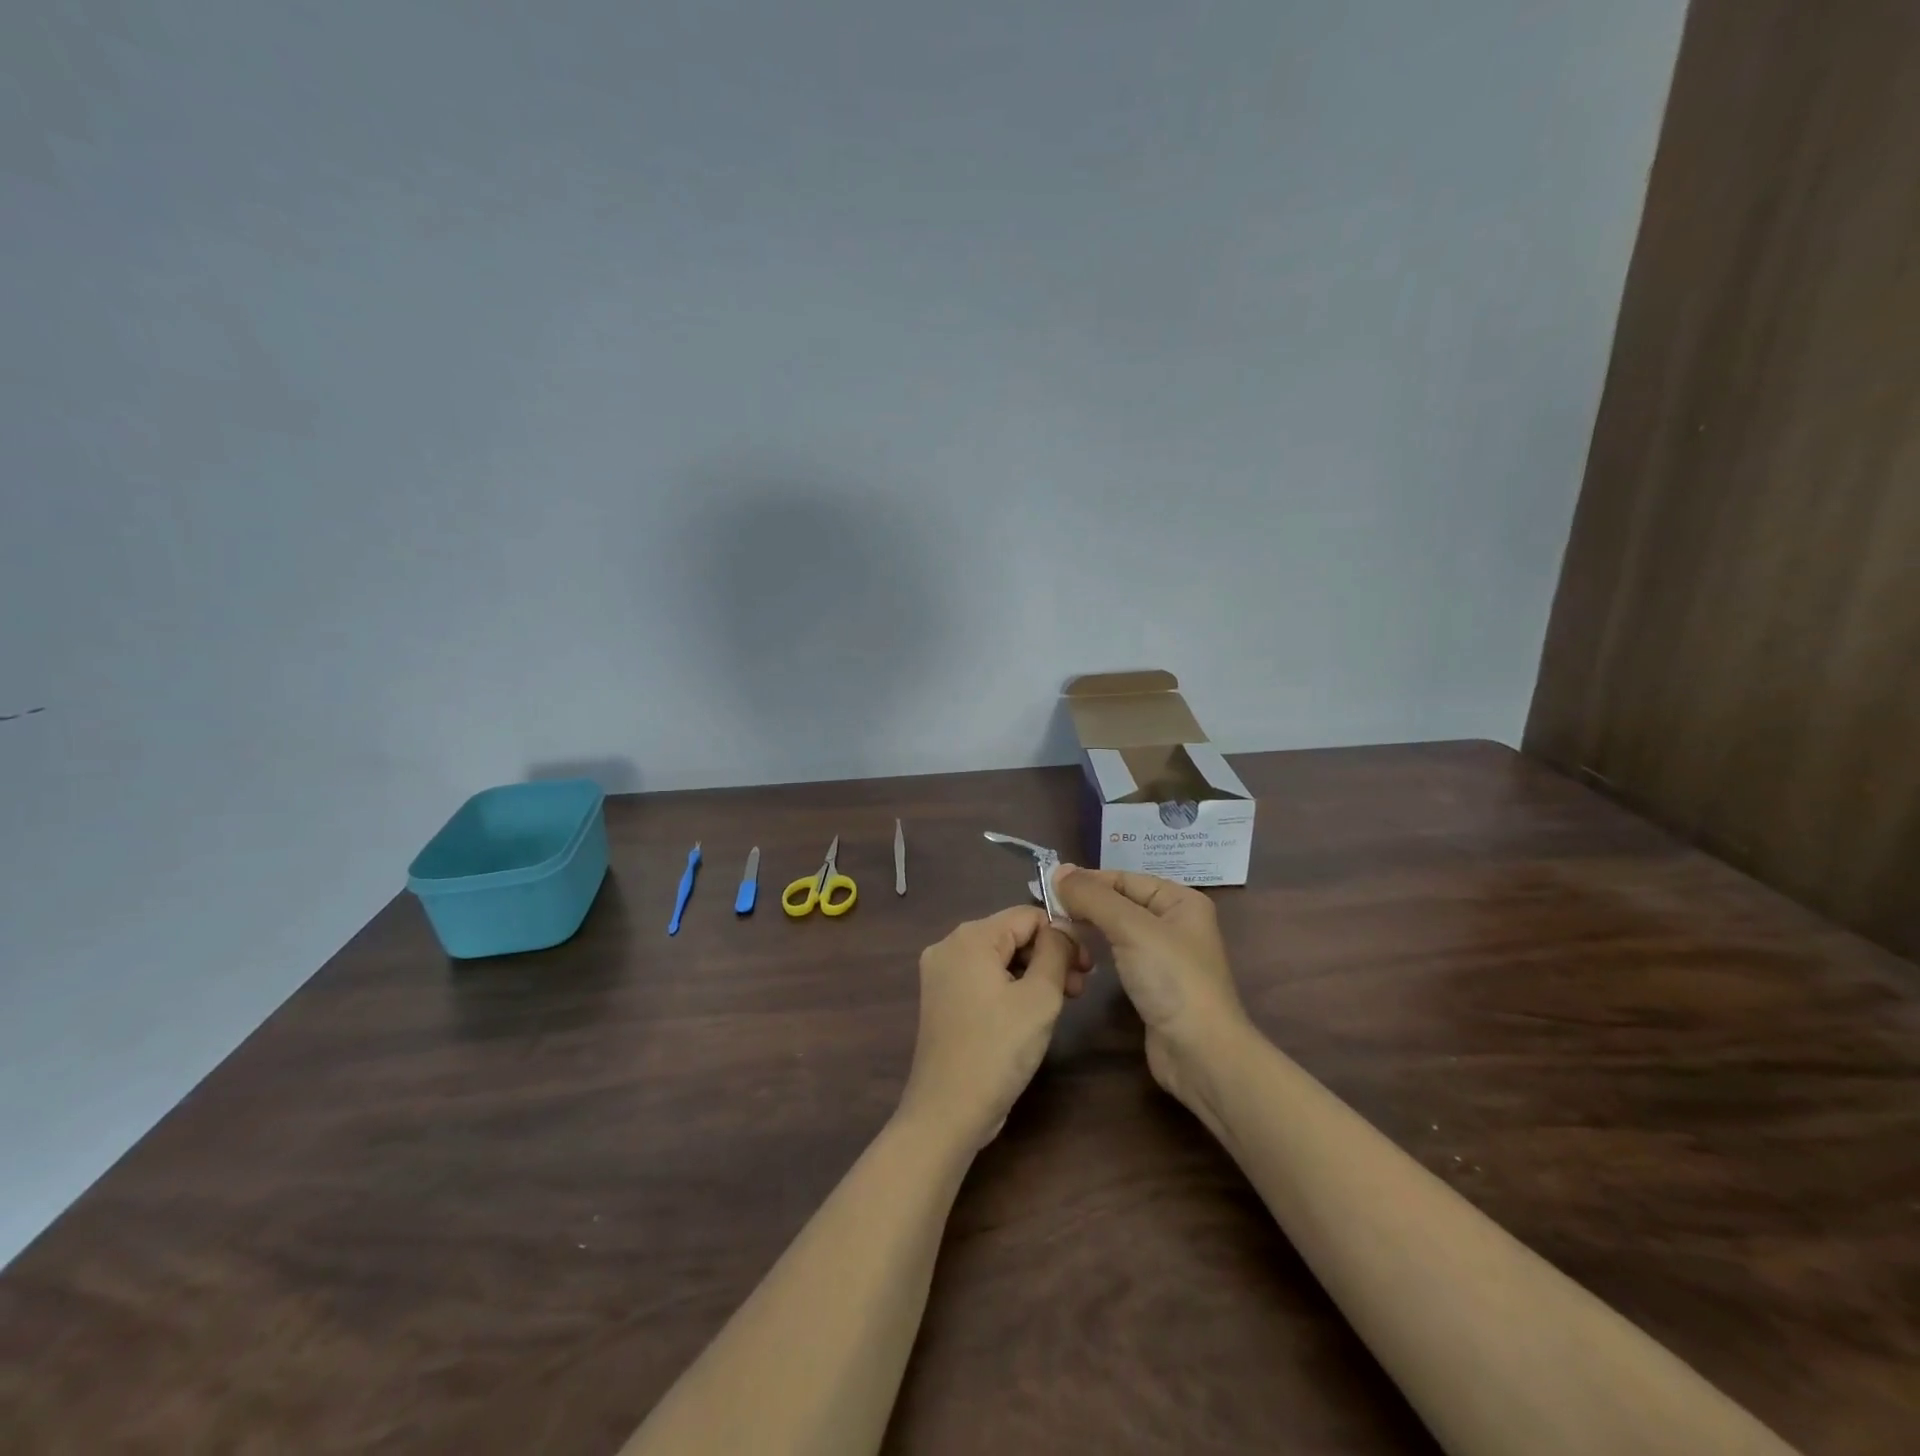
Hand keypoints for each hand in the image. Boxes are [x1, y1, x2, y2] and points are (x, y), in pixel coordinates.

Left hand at [899, 907, 1083, 1148]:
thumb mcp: (1040, 997)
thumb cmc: (998, 1050)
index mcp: (969, 937)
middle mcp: (948, 946)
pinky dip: (1011, 987)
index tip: (1089, 967)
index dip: (1063, 935)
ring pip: (999, 958)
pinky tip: (1032, 1012)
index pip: (1027, 915)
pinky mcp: (942, 999)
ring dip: (1033, 973)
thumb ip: (1056, 952)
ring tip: (1063, 1002)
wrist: (948, 1112)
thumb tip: (1063, 929)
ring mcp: (941, 974)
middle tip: (1080, 988)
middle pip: (1012, 934)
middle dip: (1049, 955)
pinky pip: (984, 978)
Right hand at [1051, 866, 1249, 1125]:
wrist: (1200, 1053)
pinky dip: (1097, 952)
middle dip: (1085, 905)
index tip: (1047, 888)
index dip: (1087, 881)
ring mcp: (1164, 955)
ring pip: (1116, 930)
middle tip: (1047, 913)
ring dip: (1088, 928)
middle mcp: (1174, 922)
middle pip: (1119, 902)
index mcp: (1180, 900)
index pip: (1124, 878)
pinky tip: (1078, 956)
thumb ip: (1093, 897)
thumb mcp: (1131, 928)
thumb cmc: (1171, 980)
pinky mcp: (1152, 983)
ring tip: (1057, 933)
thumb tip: (1058, 870)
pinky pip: (1118, 955)